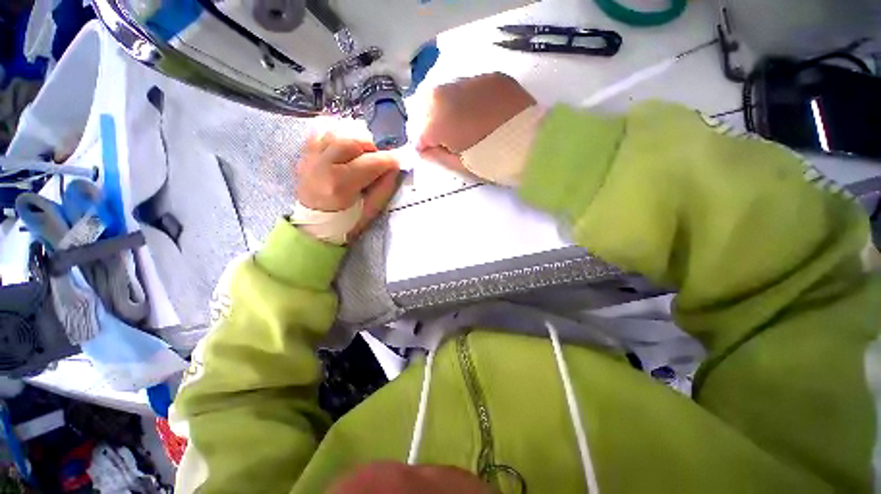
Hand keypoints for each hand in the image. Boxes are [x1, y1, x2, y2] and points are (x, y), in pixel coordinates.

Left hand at [295, 133, 399, 239]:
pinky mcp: (304, 156)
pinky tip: (343, 148)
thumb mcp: (371, 211)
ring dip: (353, 141)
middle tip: (377, 160)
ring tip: (360, 155)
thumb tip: (393, 167)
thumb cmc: (346, 223)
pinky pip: (319, 134)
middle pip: (352, 142)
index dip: (388, 161)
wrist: (314, 226)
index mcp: (341, 185)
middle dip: (371, 148)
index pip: (371, 163)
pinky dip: (335, 136)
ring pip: (336, 134)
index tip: (396, 163)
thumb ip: (384, 187)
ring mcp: (309, 159)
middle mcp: (322, 166)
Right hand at [417, 73, 535, 171]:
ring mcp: (474, 82)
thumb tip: (424, 149)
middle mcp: (453, 95)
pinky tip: (472, 111)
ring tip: (453, 123)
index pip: (421, 130)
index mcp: (445, 123)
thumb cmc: (497, 163)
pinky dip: (463, 98)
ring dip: (443, 106)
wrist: (537, 146)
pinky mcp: (492, 77)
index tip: (426, 150)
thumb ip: (439, 156)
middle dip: (426, 119)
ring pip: (446, 89)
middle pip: (427, 102)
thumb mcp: (464, 166)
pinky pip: (467, 85)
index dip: (421, 143)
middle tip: (435, 135)